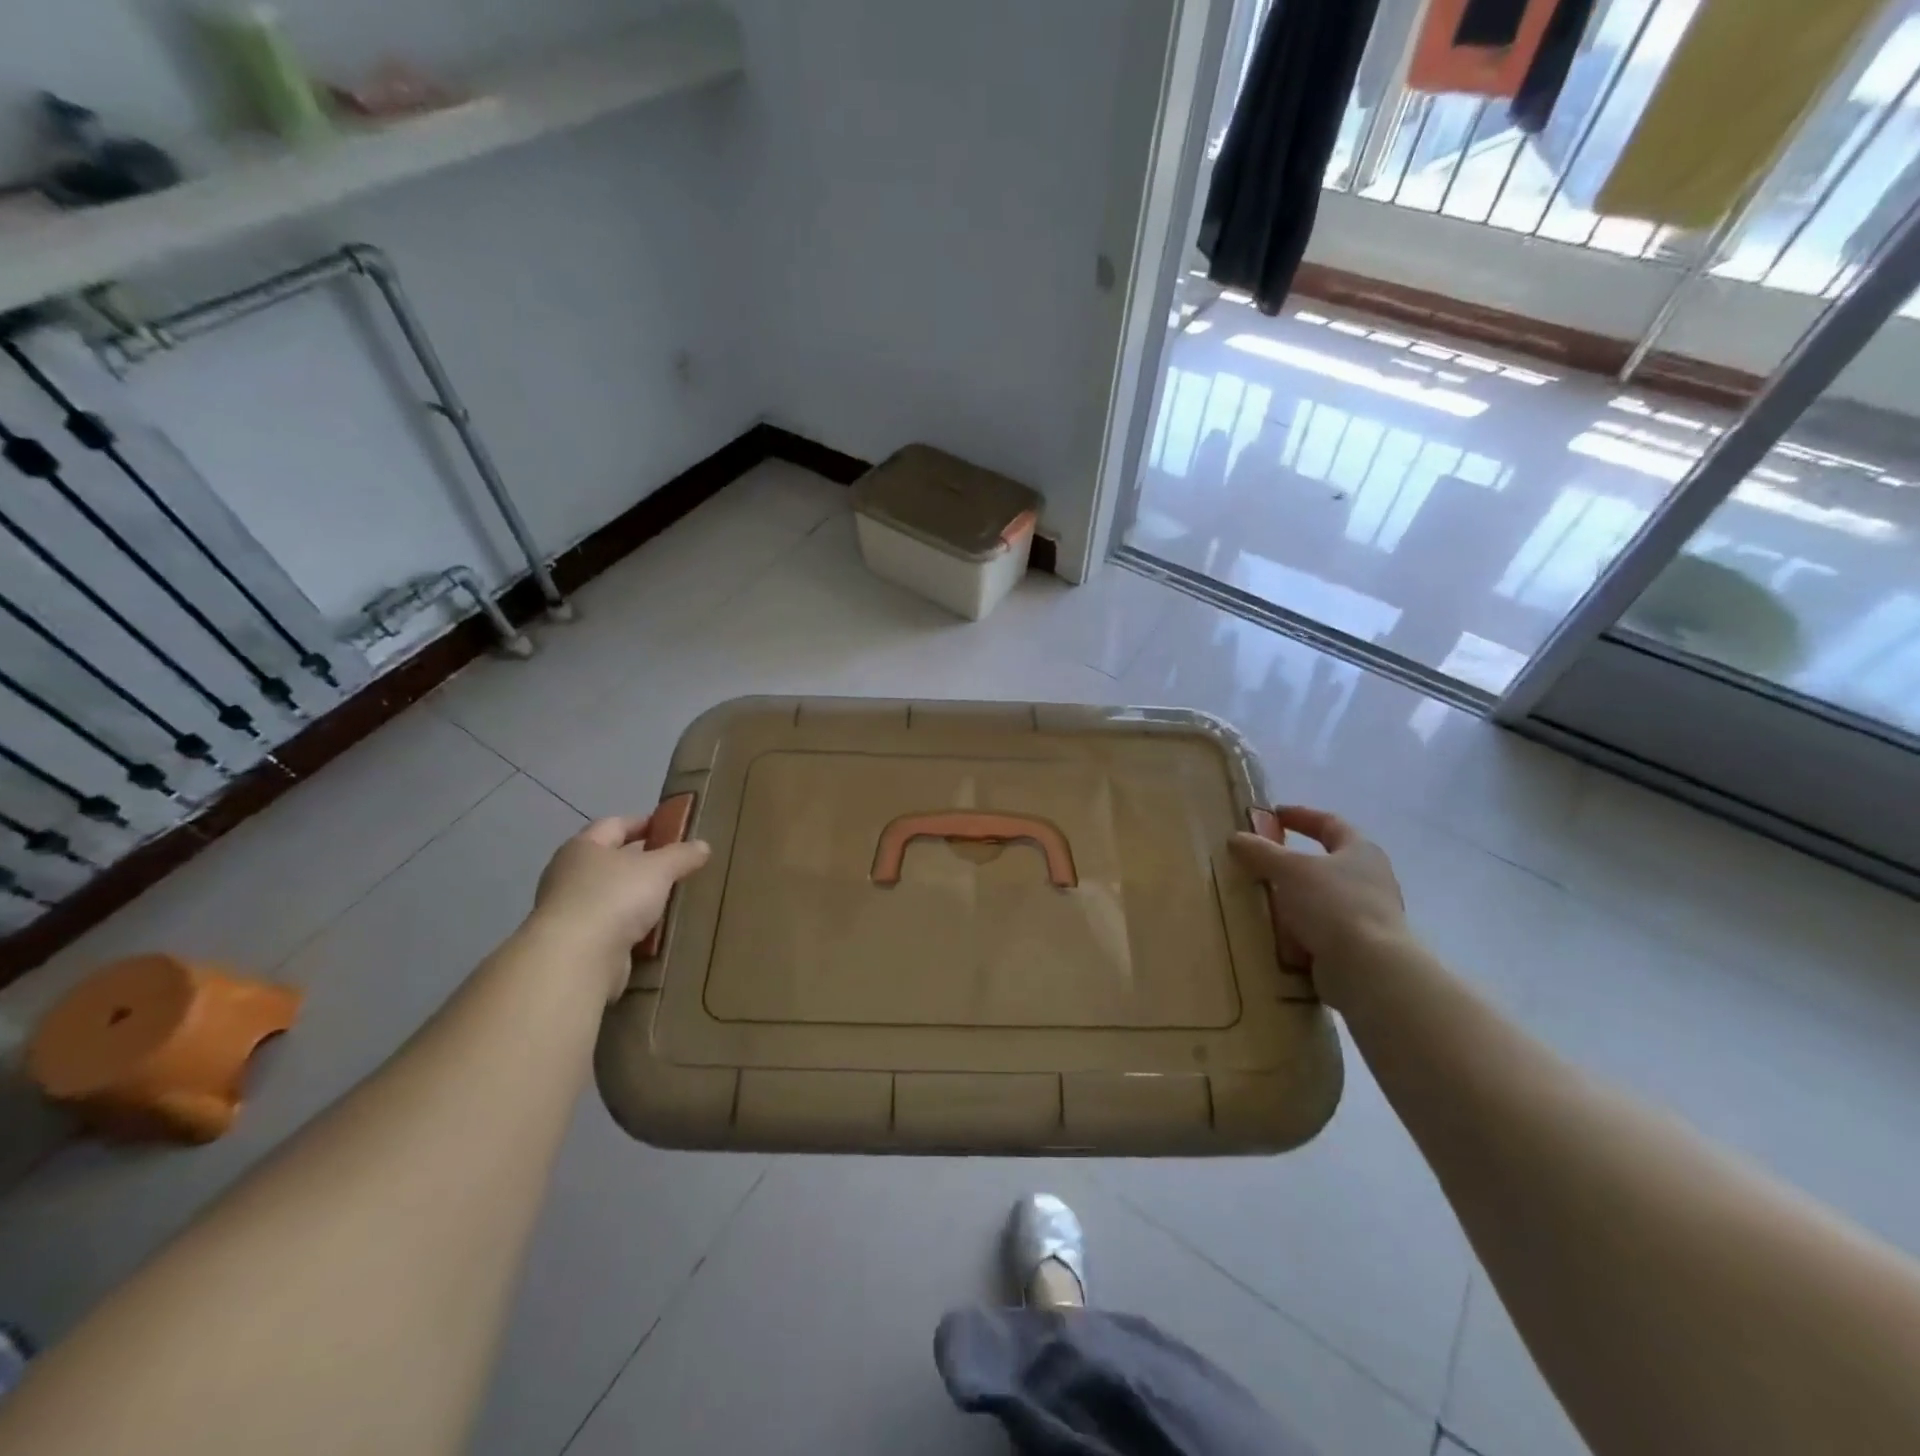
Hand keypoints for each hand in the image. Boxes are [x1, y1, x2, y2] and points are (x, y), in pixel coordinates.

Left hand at [531, 815, 711, 994]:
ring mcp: (569, 910)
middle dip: (642, 861)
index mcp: (584, 847)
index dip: (643, 823)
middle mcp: (570, 874)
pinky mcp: (576, 942)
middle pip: (611, 860)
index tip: (670, 828)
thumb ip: (681, 855)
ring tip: (671, 898)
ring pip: (611, 895)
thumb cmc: (615, 897)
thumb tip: (702, 845)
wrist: (576, 959)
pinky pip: (610, 926)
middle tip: (676, 864)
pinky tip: (655, 930)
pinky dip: (630, 926)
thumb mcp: (659, 868)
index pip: (615, 824)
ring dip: (637, 896)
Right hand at [1230, 807, 1405, 1011]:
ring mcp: (1367, 916)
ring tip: (1261, 900)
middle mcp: (1371, 880)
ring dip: (1294, 899)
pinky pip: (1320, 931)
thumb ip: (1261, 852)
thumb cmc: (1333, 904)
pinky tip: (1276, 935)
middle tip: (1262, 861)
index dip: (1301, 816)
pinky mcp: (1358, 947)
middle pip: (1327, 863)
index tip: (1273, 814)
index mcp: (1361, 852)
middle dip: (1294, 863)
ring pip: (1322, 899)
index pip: (1329, 823)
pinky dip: (1299, 931)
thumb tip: (1235, 838)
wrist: (1368, 969)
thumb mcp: (1289, 870)